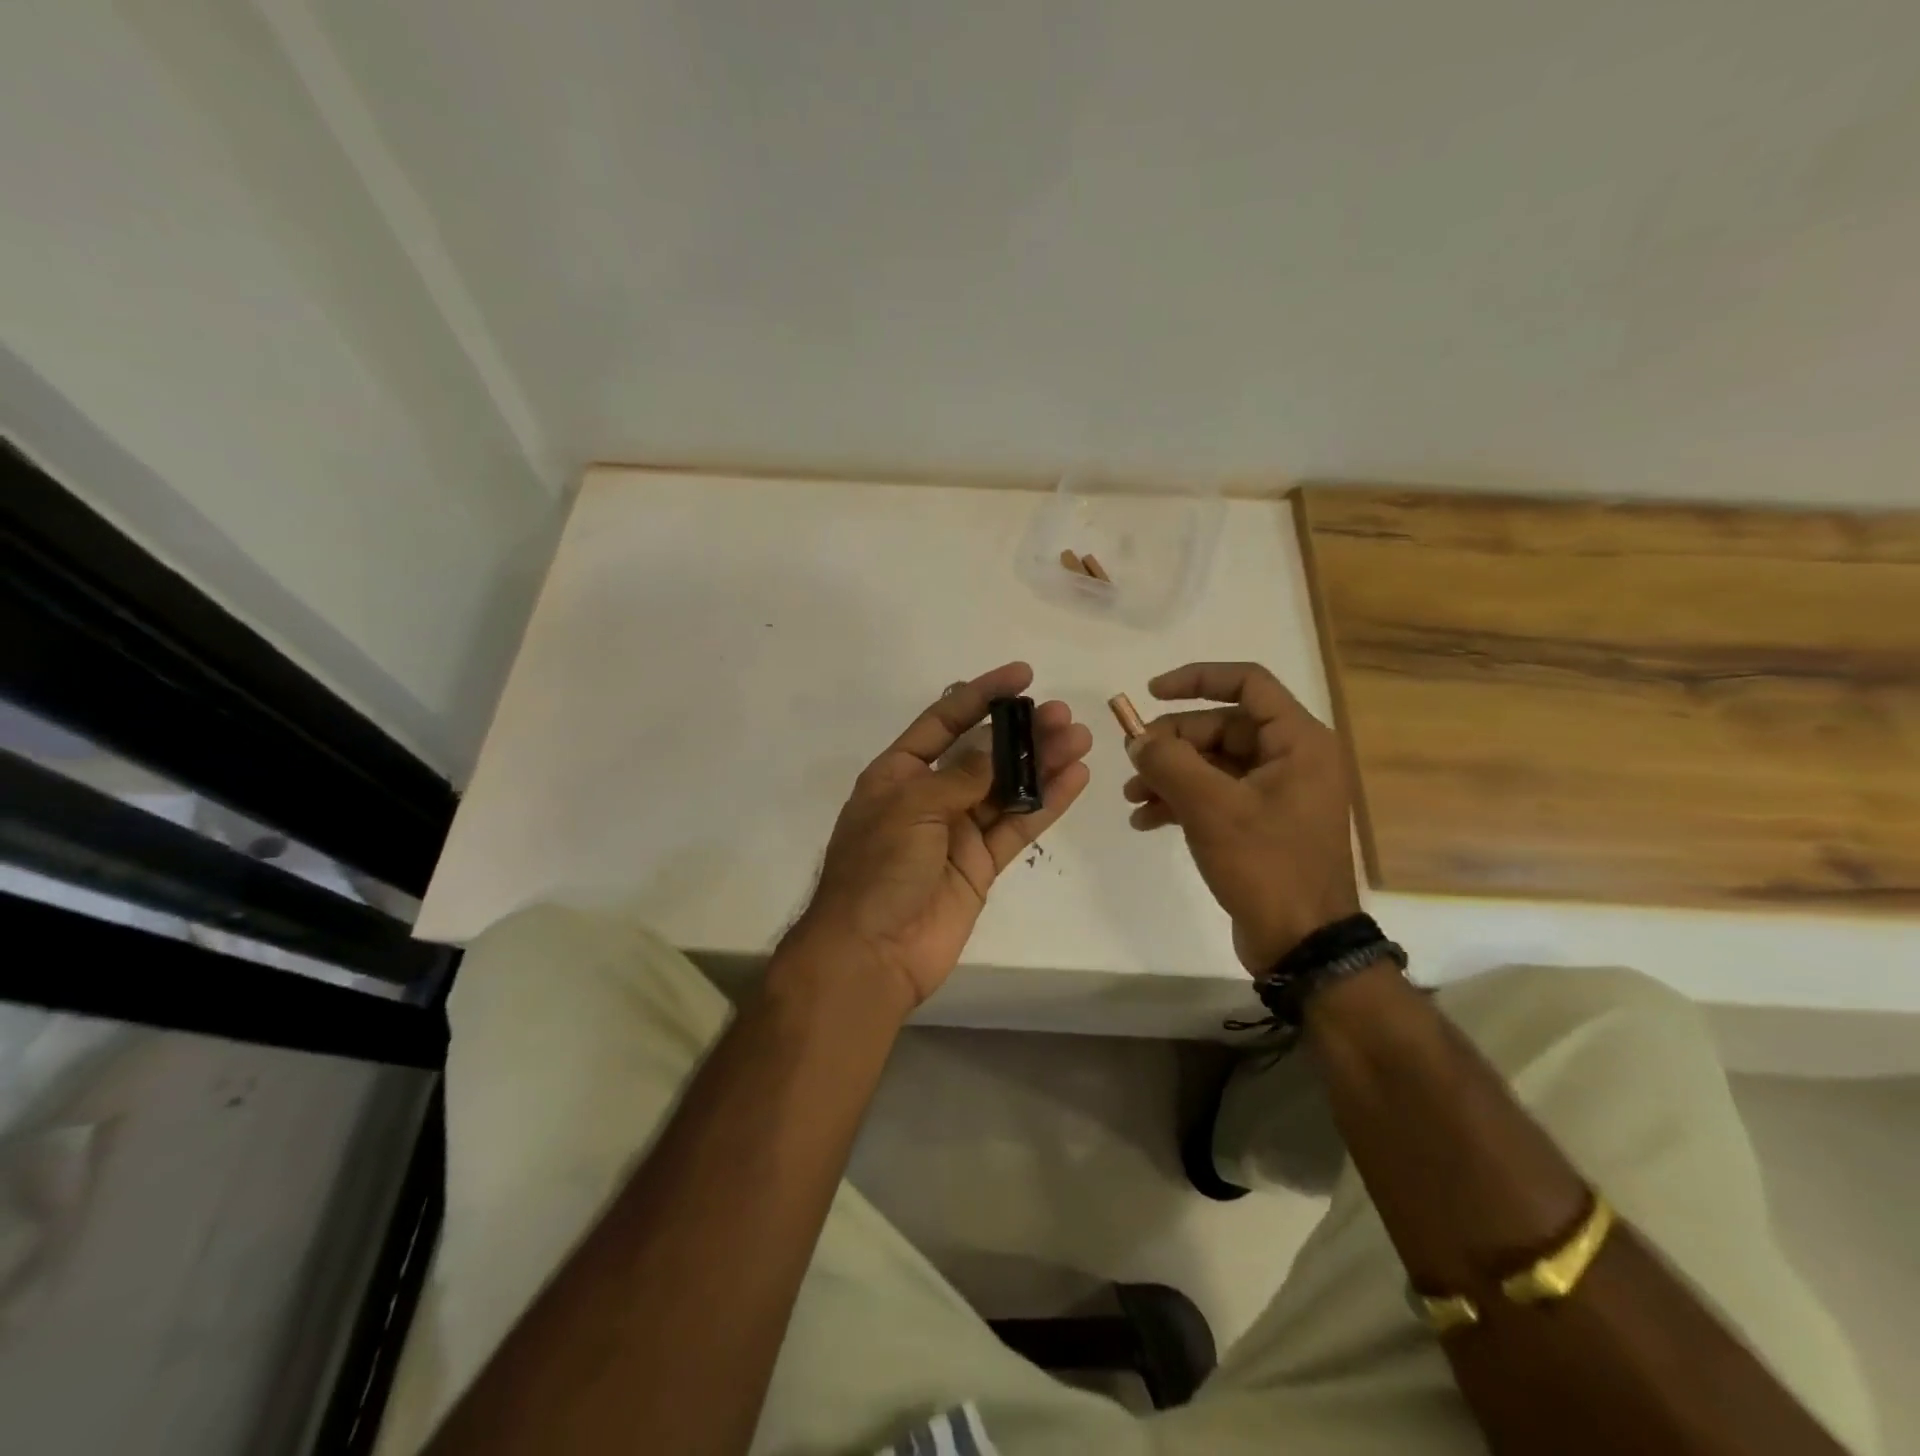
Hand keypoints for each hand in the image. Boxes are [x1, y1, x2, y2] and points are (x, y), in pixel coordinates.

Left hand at [787, 663, 1092, 1011]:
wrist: (871, 953)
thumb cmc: (878, 869)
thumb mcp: (912, 808)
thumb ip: (961, 776)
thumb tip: (997, 748)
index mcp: (898, 774)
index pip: (944, 721)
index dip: (981, 695)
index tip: (1022, 675)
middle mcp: (929, 796)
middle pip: (983, 754)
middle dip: (1022, 732)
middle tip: (1063, 715)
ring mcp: (957, 832)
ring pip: (1007, 788)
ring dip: (1042, 764)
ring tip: (1079, 739)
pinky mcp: (980, 864)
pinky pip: (1017, 826)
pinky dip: (1045, 804)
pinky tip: (1074, 779)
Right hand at [1121, 662, 1359, 973]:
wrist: (1302, 943)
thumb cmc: (1266, 865)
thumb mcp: (1211, 808)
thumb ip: (1169, 762)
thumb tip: (1137, 739)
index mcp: (1298, 741)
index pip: (1247, 683)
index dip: (1196, 679)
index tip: (1150, 692)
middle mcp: (1291, 758)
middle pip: (1221, 727)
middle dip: (1172, 742)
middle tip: (1132, 762)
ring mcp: (1276, 792)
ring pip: (1213, 763)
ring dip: (1170, 775)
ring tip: (1133, 798)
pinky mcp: (1261, 823)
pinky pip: (1216, 795)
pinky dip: (1181, 801)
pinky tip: (1146, 821)